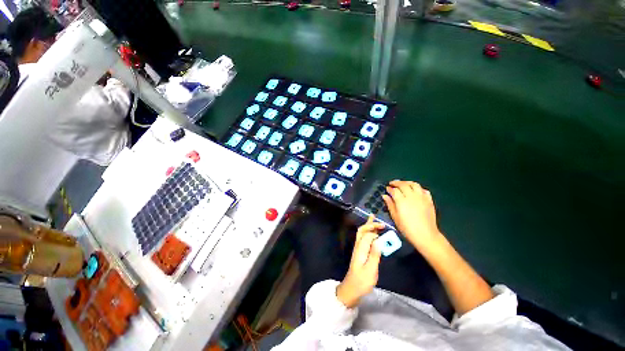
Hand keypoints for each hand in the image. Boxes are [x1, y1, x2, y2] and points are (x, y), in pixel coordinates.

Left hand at [336, 216, 383, 307]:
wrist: (352, 289)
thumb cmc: (362, 281)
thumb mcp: (371, 270)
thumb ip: (375, 254)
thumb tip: (379, 240)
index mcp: (360, 249)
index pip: (366, 235)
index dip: (375, 232)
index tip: (384, 233)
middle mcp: (358, 246)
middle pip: (362, 231)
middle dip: (370, 225)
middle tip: (381, 223)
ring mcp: (358, 249)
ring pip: (362, 234)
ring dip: (368, 226)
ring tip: (373, 218)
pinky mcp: (360, 252)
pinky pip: (364, 239)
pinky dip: (368, 233)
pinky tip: (373, 232)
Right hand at [382, 180, 442, 250]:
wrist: (425, 234)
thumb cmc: (407, 228)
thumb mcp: (395, 217)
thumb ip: (390, 204)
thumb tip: (385, 196)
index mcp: (401, 201)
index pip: (394, 190)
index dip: (389, 188)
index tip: (387, 188)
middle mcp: (411, 196)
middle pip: (403, 185)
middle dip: (396, 183)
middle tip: (392, 184)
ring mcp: (421, 197)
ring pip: (414, 184)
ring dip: (407, 183)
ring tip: (403, 184)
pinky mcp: (429, 200)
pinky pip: (423, 190)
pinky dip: (418, 188)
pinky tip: (415, 191)